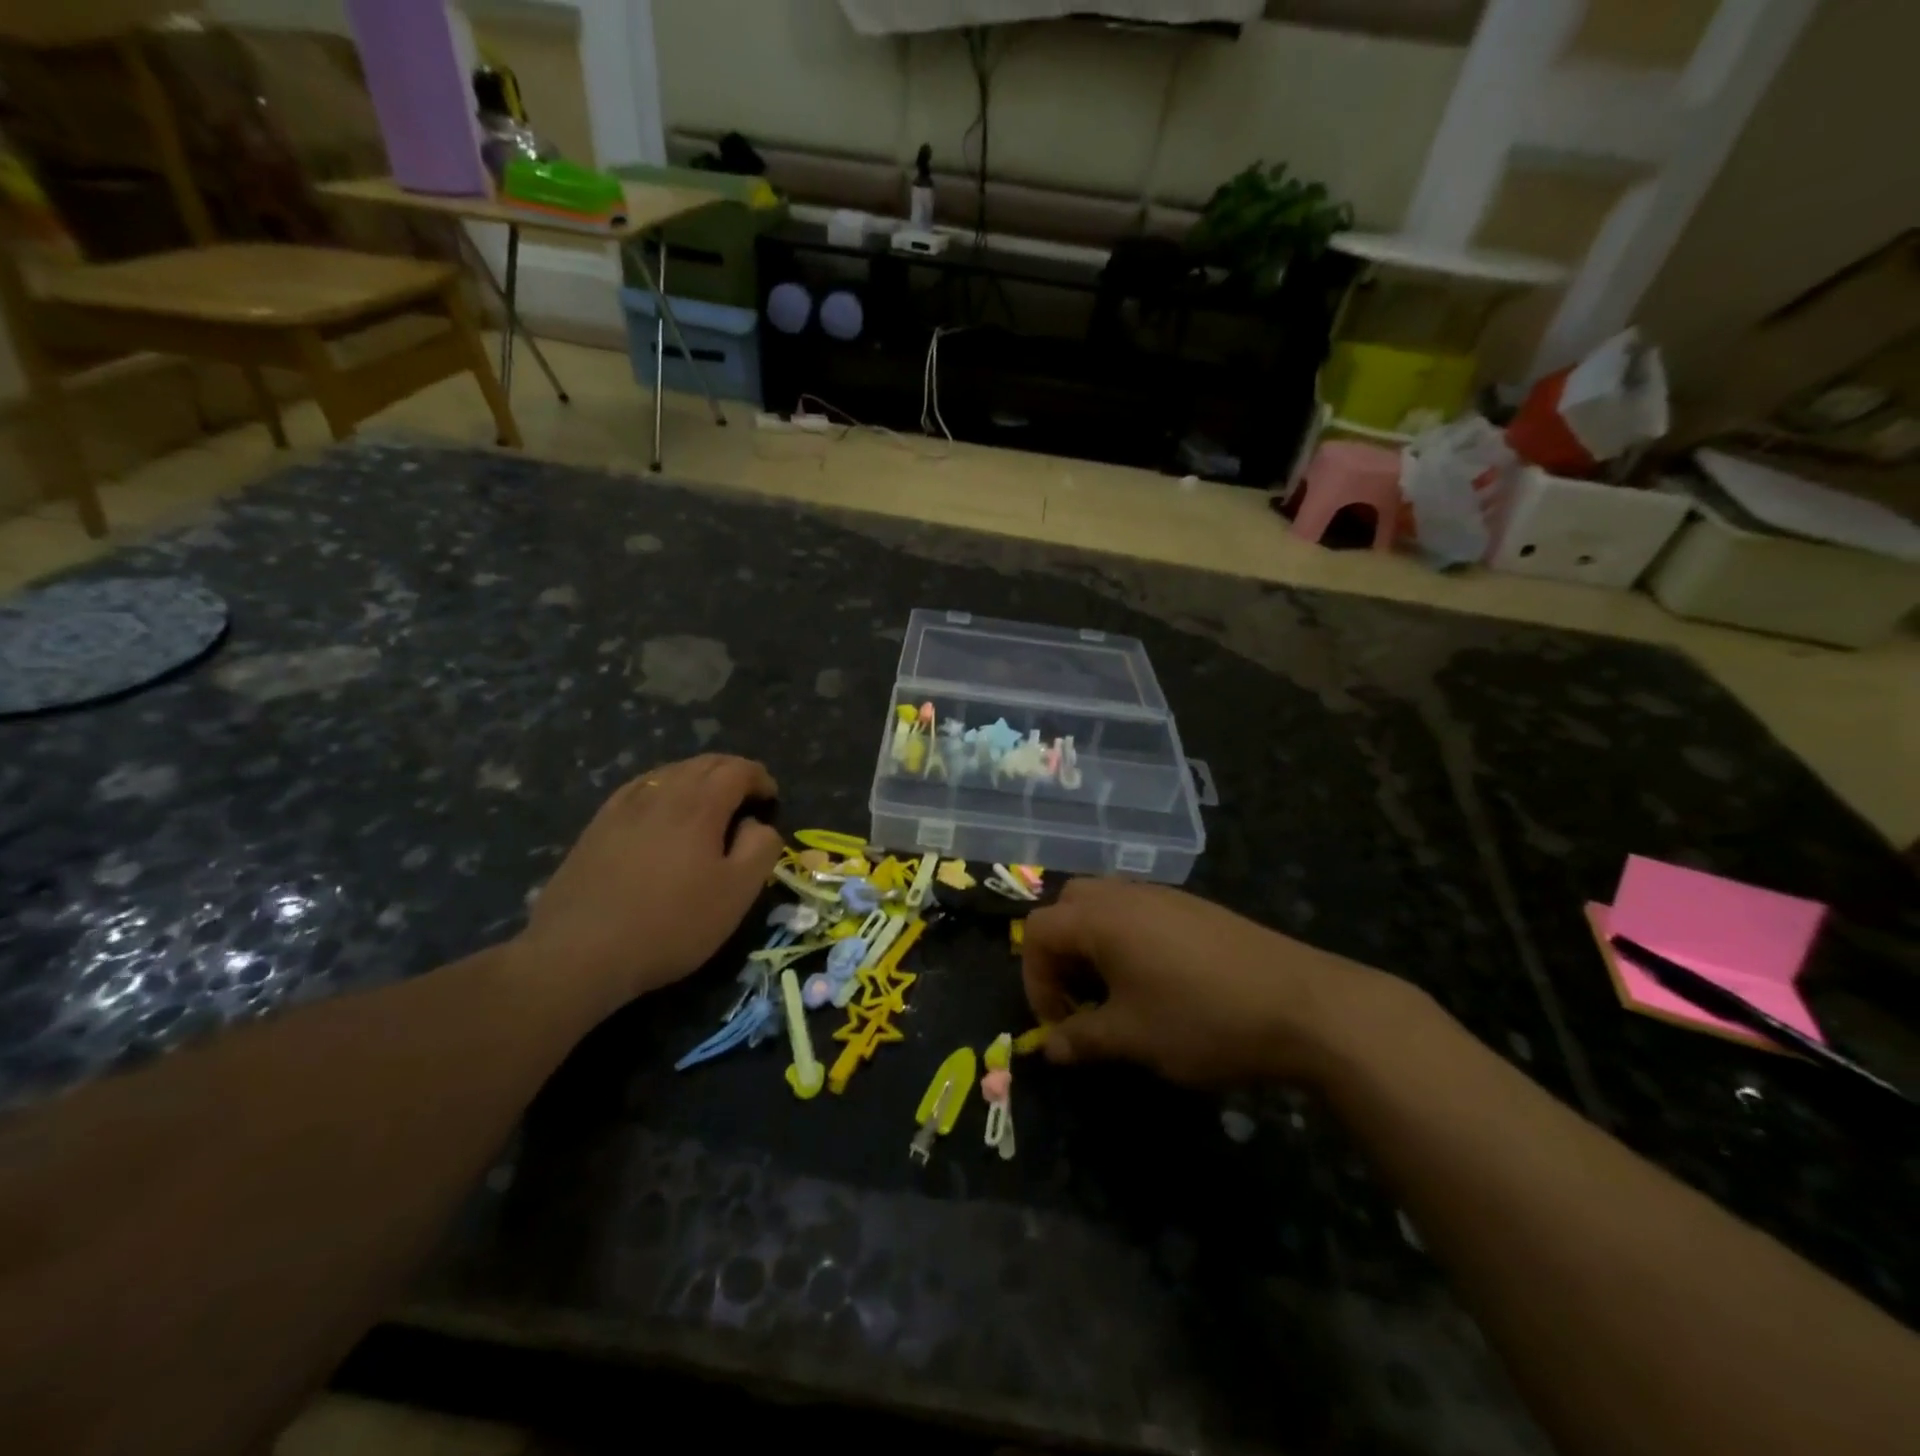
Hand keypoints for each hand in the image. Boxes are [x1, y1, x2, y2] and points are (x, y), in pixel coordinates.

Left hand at [512, 756, 782, 1015]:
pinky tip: (660, 810)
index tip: (771, 798)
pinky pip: (639, 790)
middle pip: (703, 764)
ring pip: (669, 773)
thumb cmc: (672, 923)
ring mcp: (624, 807)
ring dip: (697, 778)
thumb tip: (757, 824)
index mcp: (699, 804)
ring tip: (709, 802)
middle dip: (731, 772)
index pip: (737, 770)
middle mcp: (662, 793)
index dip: (759, 778)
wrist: (580, 952)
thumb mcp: (737, 893)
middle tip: (747, 796)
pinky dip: (662, 789)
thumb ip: (760, 848)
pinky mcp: (597, 826)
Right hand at [1021, 880, 1399, 1086]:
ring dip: (1093, 944)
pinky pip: (1139, 911)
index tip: (1058, 1024)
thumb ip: (1082, 1039)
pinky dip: (1127, 938)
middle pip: (1068, 906)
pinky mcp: (1194, 907)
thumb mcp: (1133, 1038)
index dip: (1034, 979)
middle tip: (1079, 997)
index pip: (1037, 931)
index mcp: (1100, 918)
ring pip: (1105, 905)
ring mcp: (1163, 896)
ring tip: (1115, 992)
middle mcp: (1125, 895)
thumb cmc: (1202, 1019)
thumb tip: (1049, 1047)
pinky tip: (1157, 980)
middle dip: (1060, 952)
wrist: (1302, 1004)